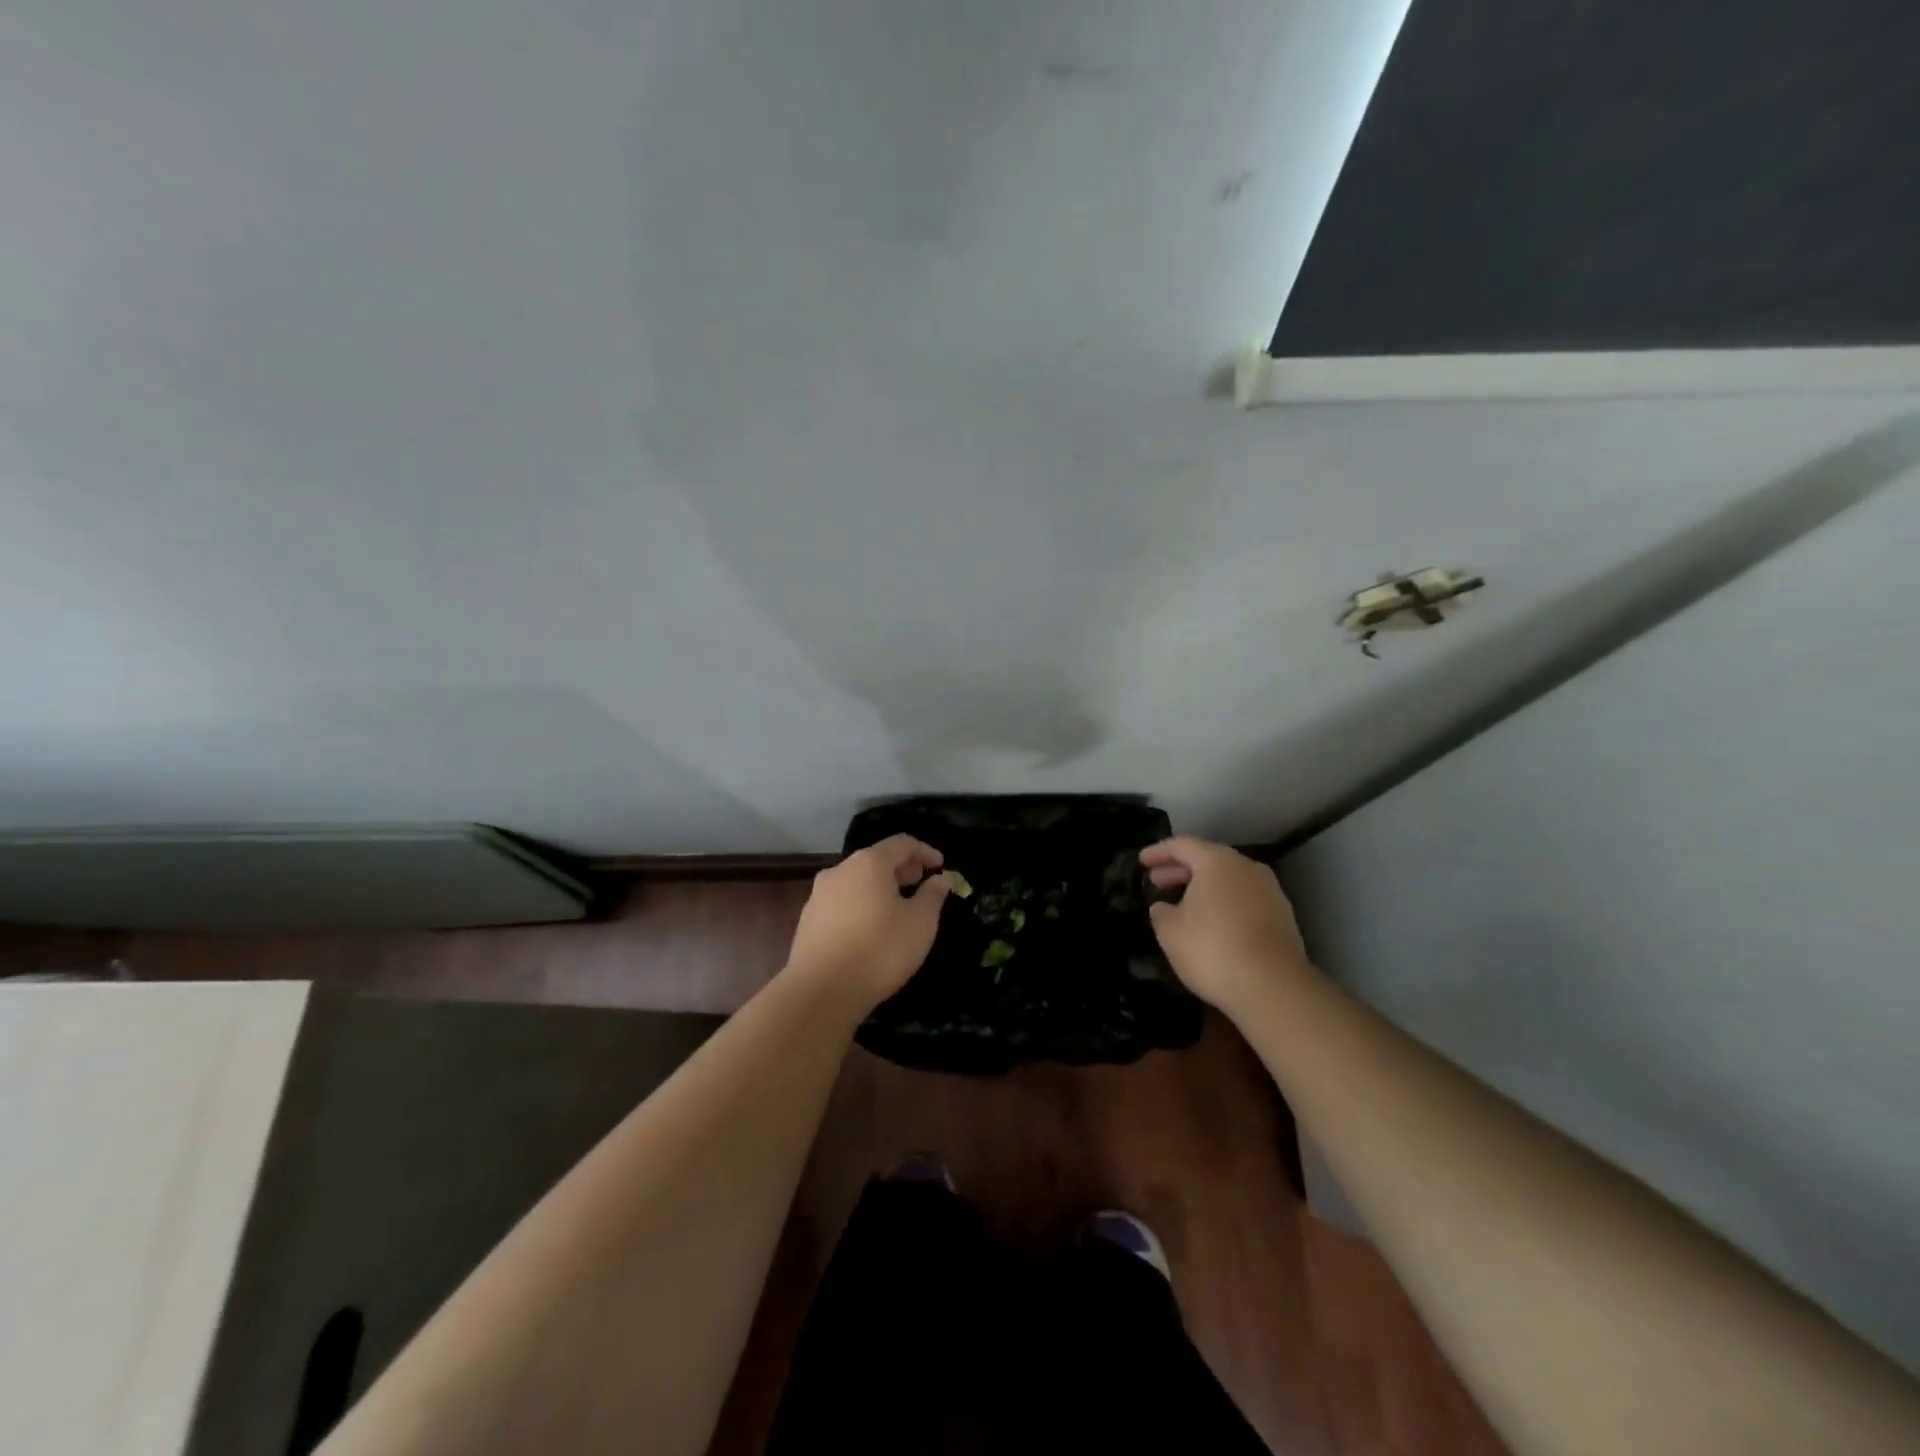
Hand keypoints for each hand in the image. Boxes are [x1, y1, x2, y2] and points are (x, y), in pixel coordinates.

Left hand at [784, 835, 949, 1014]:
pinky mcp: (807, 920)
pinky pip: (842, 902)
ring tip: (897, 908)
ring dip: (879, 888)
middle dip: (901, 869)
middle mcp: (840, 870)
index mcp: (869, 863)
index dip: (925, 851)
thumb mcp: (921, 923)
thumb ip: (933, 895)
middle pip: (876, 859)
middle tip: (920, 884)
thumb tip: (938, 879)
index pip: (902, 843)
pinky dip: (861, 905)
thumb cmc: (880, 950)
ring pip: (856, 881)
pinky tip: (870, 929)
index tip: (940, 866)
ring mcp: (818, 895)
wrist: (821, 991)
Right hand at [1141, 836, 1311, 1014]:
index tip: (1141, 862)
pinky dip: (1224, 903)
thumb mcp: (1170, 931)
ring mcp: (1270, 891)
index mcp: (1217, 861)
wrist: (1273, 987)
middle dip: (1180, 869)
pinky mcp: (1283, 917)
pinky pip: (1244, 899)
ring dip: (1204, 887)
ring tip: (1183, 904)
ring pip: (1229, 879)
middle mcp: (1247, 868)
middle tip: (1157, 882)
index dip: (1158, 852)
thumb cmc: (1212, 949)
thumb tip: (1164, 907)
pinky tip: (1212, 924)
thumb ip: (1161, 912)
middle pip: (1208, 859)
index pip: (1182, 845)